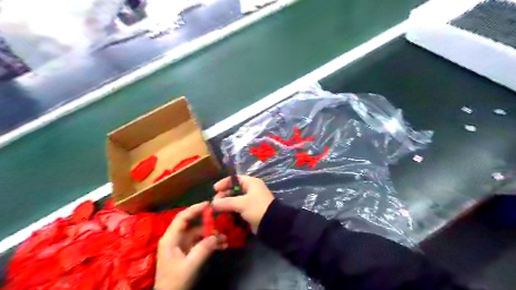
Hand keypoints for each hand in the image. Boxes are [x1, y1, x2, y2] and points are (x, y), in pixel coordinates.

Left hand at [153, 202, 225, 289]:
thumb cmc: (175, 282)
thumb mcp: (190, 266)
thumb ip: (203, 249)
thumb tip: (216, 236)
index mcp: (171, 239)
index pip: (183, 217)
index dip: (195, 209)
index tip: (209, 204)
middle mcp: (176, 239)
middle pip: (193, 225)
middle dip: (208, 224)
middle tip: (222, 222)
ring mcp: (182, 245)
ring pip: (199, 234)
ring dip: (212, 236)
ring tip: (225, 240)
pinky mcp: (188, 252)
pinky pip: (201, 243)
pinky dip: (211, 243)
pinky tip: (222, 246)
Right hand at [210, 175, 273, 232]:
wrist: (272, 223)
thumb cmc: (258, 208)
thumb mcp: (241, 203)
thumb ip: (226, 202)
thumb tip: (213, 204)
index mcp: (251, 183)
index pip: (235, 179)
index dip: (224, 183)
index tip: (214, 189)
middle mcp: (251, 189)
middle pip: (234, 189)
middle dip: (223, 195)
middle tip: (215, 203)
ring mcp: (251, 200)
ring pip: (235, 199)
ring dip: (226, 204)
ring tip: (217, 210)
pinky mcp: (250, 210)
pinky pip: (238, 208)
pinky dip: (231, 210)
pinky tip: (224, 215)